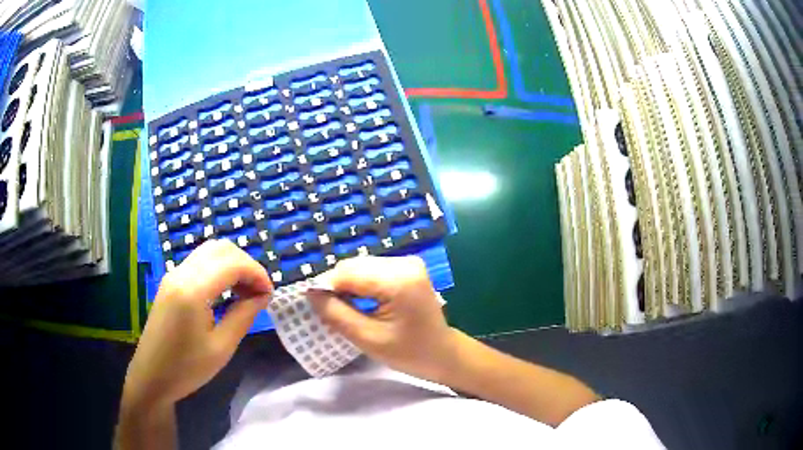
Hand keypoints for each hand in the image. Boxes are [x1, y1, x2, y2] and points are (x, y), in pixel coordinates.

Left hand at [122, 239, 272, 409]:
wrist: (152, 376)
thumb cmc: (187, 368)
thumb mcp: (221, 347)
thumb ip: (244, 315)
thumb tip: (263, 295)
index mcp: (193, 290)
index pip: (233, 262)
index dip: (257, 273)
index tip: (269, 295)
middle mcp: (181, 273)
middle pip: (221, 248)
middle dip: (246, 265)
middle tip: (258, 293)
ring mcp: (173, 274)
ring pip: (210, 251)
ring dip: (232, 265)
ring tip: (244, 293)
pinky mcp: (170, 281)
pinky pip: (199, 262)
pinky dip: (219, 268)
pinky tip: (225, 292)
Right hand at [308, 256, 457, 382]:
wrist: (442, 353)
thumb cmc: (409, 353)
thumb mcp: (367, 339)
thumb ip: (336, 314)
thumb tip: (310, 292)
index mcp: (399, 280)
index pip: (348, 272)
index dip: (326, 287)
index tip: (316, 308)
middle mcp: (404, 262)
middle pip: (354, 266)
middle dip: (337, 287)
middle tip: (332, 312)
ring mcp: (408, 262)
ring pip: (360, 266)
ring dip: (348, 285)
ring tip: (348, 309)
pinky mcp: (407, 267)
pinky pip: (372, 269)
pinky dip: (360, 284)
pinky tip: (362, 302)